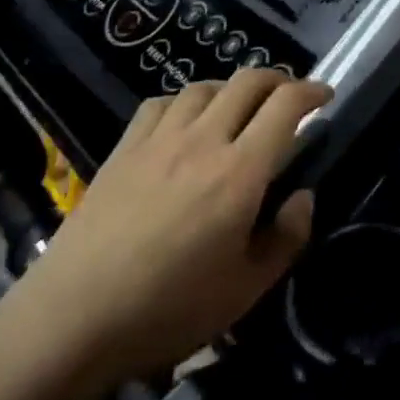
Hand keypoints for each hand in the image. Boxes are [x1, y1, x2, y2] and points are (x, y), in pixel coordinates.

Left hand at [9, 70, 329, 384]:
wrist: (74, 319)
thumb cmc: (169, 310)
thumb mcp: (247, 290)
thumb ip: (287, 237)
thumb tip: (304, 196)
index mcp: (240, 172)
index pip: (285, 106)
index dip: (311, 92)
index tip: (325, 97)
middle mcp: (203, 141)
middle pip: (248, 82)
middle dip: (278, 80)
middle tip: (290, 99)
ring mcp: (159, 140)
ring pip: (204, 86)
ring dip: (232, 89)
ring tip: (239, 109)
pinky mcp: (124, 148)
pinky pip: (161, 103)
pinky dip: (185, 102)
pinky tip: (185, 122)